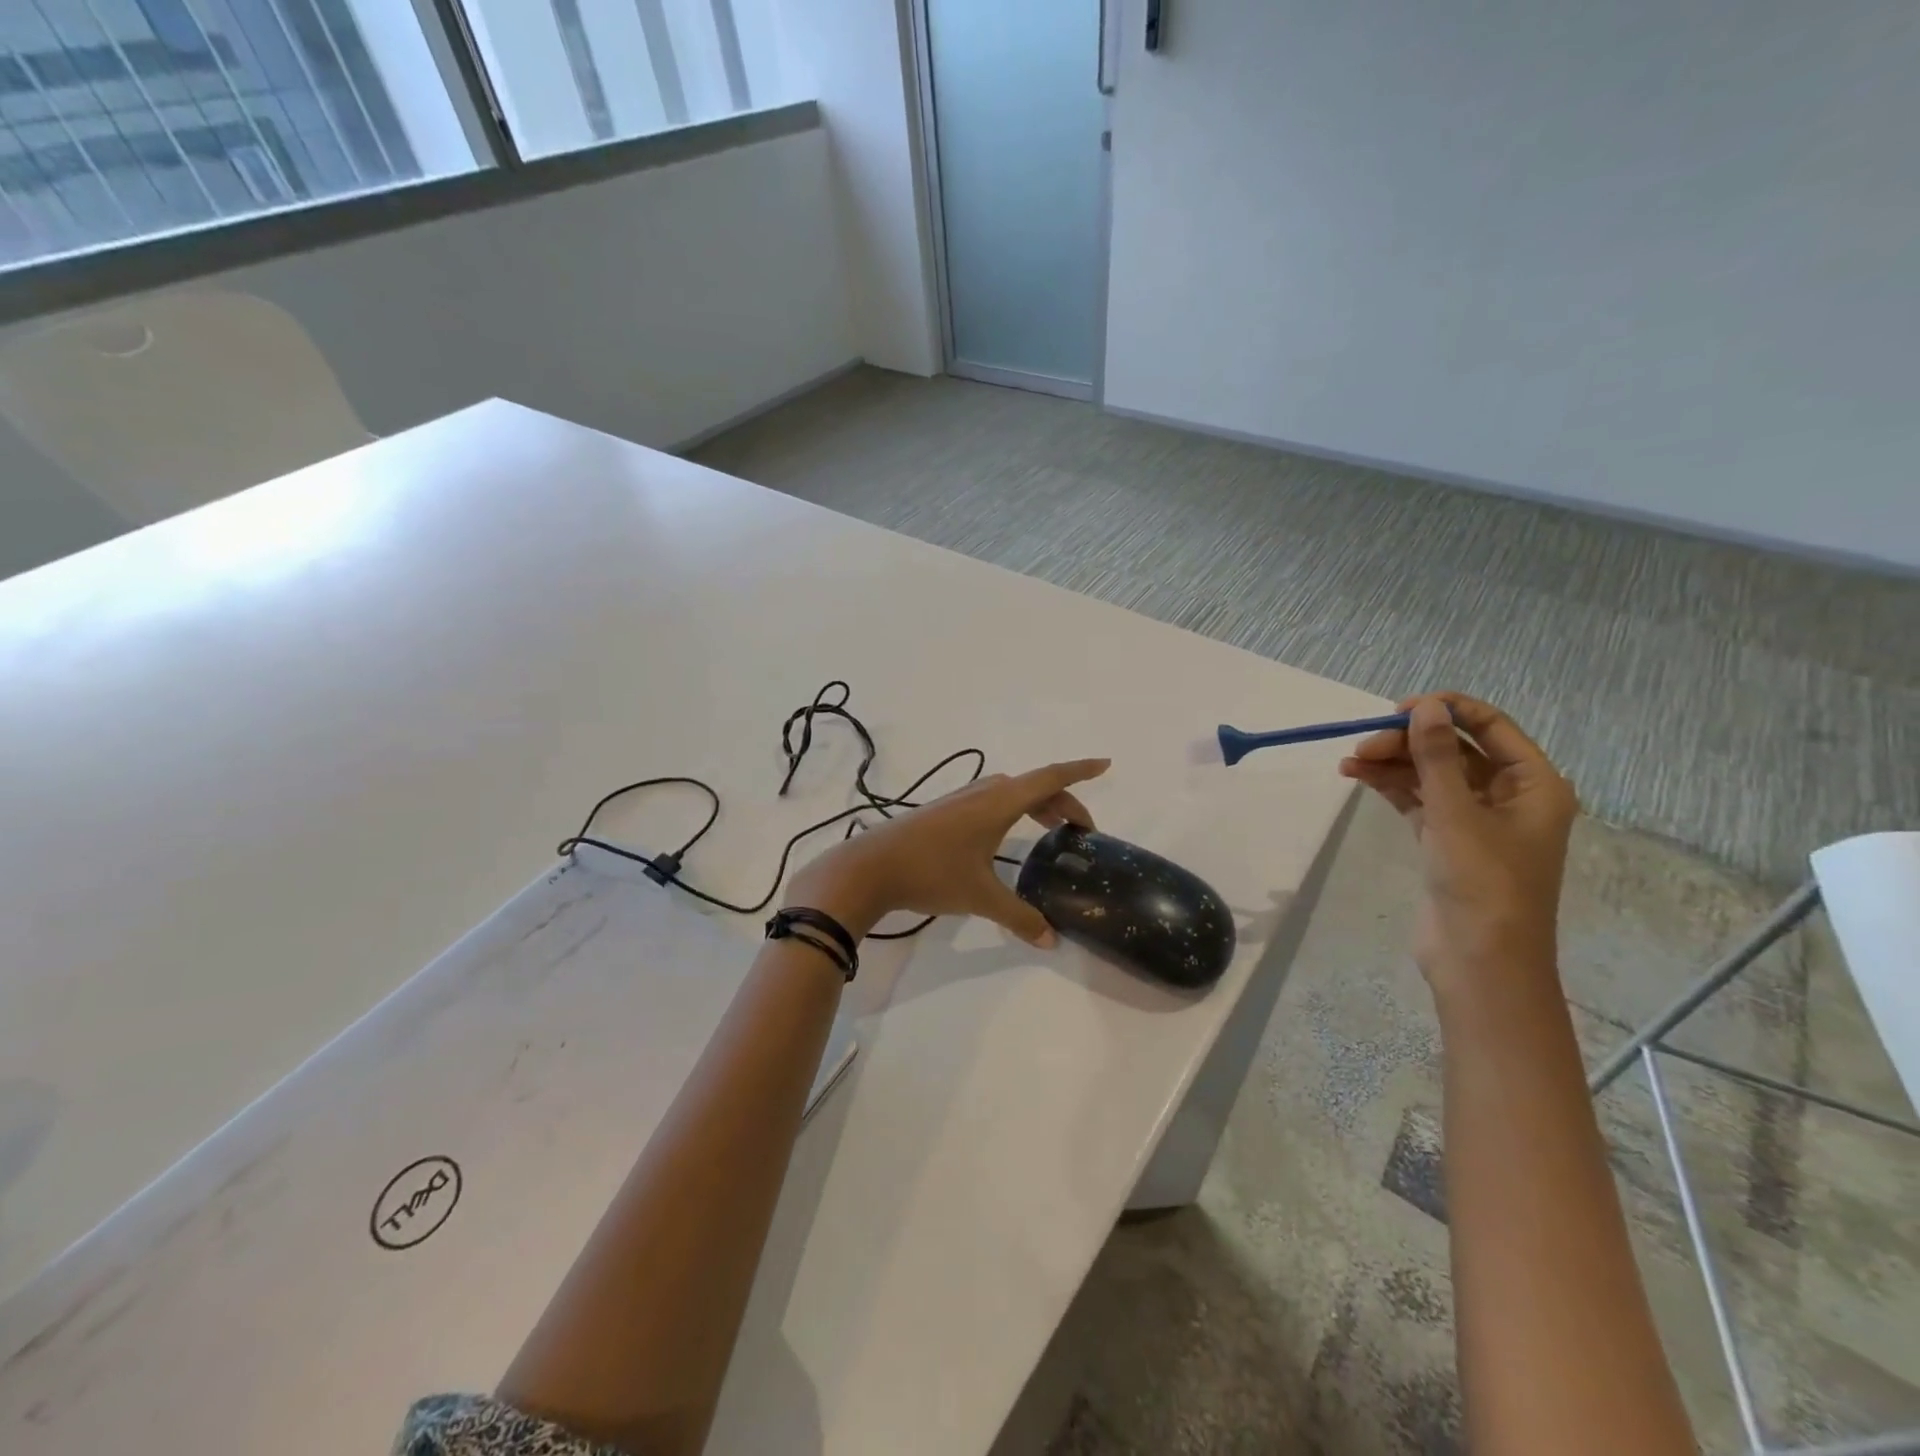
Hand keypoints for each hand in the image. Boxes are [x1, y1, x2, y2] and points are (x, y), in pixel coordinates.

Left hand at [783, 759, 1111, 944]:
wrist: (869, 867)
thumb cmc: (931, 873)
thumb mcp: (980, 897)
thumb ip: (1019, 917)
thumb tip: (1052, 941)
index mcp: (999, 802)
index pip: (1050, 778)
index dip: (1080, 772)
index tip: (1106, 765)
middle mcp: (982, 793)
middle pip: (1034, 786)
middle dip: (1063, 802)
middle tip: (1081, 832)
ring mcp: (960, 800)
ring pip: (1010, 793)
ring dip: (1036, 805)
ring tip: (1052, 832)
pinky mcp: (944, 812)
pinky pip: (992, 801)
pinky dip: (1014, 810)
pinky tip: (1007, 836)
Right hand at [1339, 694, 1576, 996]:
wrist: (1480, 960)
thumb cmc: (1482, 882)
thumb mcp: (1456, 813)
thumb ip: (1437, 756)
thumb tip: (1426, 706)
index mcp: (1534, 784)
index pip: (1491, 726)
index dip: (1446, 711)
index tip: (1398, 709)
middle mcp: (1509, 796)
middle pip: (1455, 750)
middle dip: (1409, 742)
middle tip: (1364, 744)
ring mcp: (1477, 820)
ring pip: (1431, 775)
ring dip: (1393, 764)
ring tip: (1350, 761)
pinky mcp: (1448, 841)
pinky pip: (1418, 800)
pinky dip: (1390, 787)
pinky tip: (1357, 776)